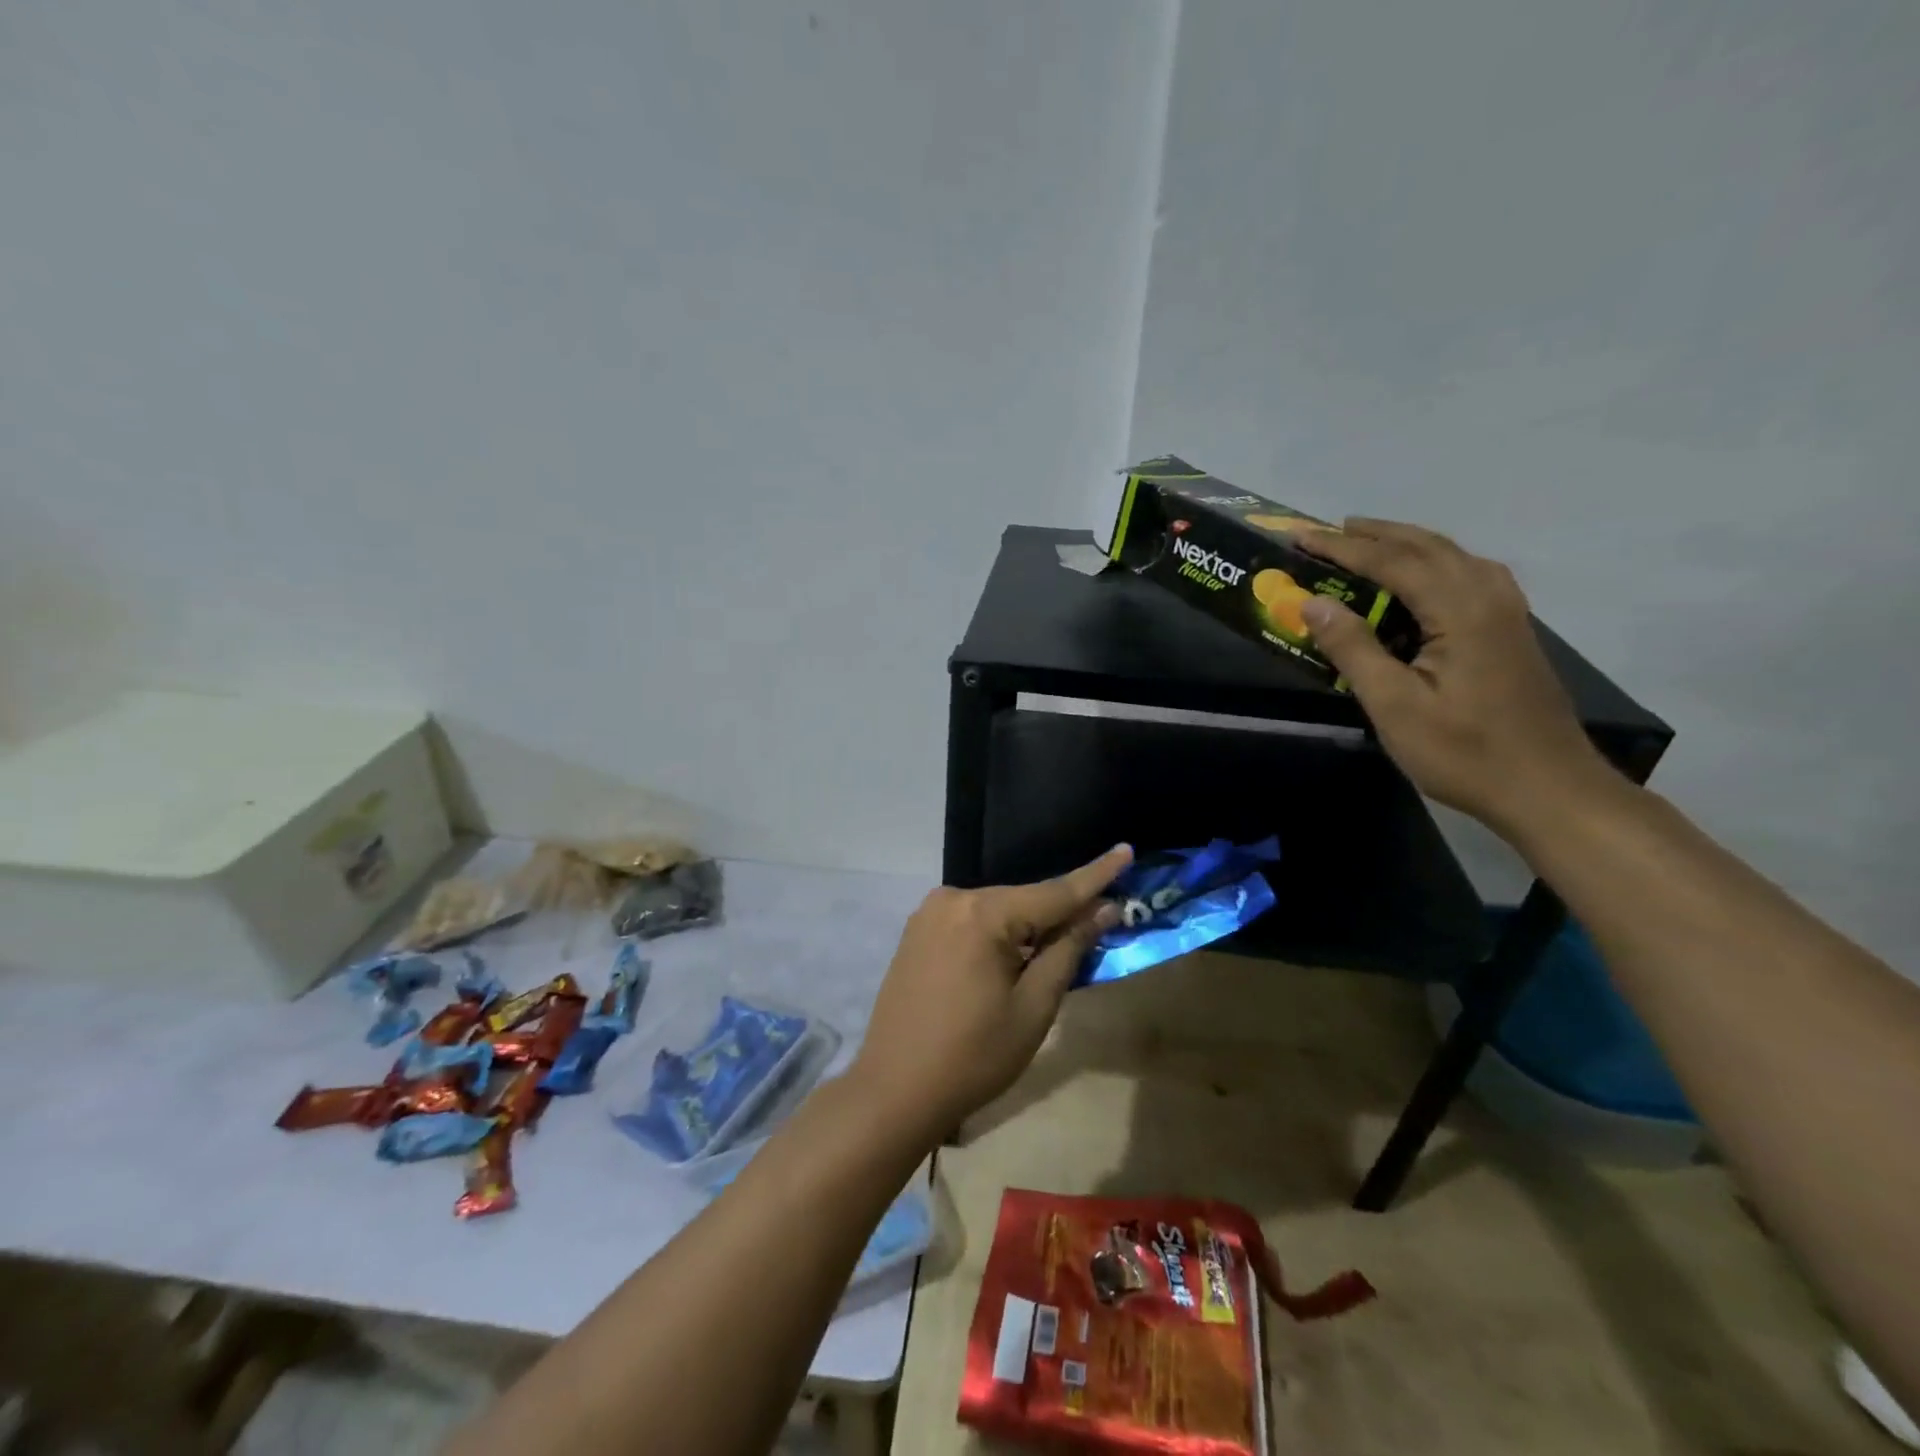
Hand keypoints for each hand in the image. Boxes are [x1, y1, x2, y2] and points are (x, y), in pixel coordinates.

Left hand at [849, 846, 1132, 1136]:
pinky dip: (999, 933)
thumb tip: (1103, 908)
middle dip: (1060, 912)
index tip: (1126, 850)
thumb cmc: (974, 1056)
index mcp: (983, 913)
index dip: (1095, 876)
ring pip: (997, 911)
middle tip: (1101, 920)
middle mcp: (953, 899)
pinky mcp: (917, 931)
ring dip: (1028, 926)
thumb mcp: (1034, 1007)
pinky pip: (972, 921)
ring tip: (1058, 947)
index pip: (1053, 892)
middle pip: (1023, 901)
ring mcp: (929, 913)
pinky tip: (1012, 958)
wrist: (894, 1090)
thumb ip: (1068, 949)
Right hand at [1296, 520, 1614, 837]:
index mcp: (1460, 610)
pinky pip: (1468, 574)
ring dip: (1406, 543)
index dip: (1341, 548)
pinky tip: (1423, 577)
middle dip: (1374, 535)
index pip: (1392, 562)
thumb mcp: (1394, 705)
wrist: (1549, 788)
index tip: (1300, 537)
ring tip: (1368, 542)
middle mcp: (1488, 596)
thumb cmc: (1463, 752)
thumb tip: (1313, 603)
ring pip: (1452, 556)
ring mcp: (1507, 612)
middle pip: (1427, 547)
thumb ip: (1353, 649)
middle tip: (1328, 531)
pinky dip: (1434, 562)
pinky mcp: (1512, 630)